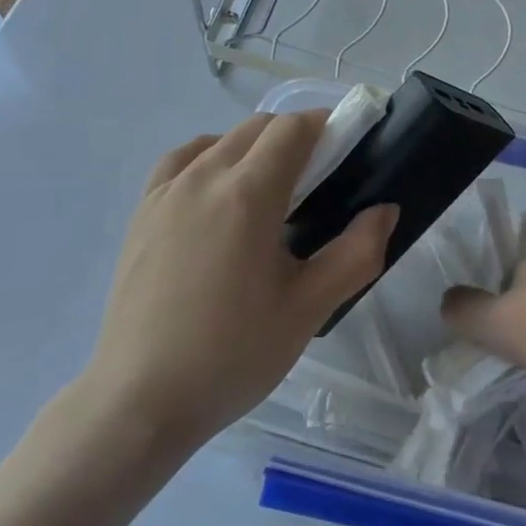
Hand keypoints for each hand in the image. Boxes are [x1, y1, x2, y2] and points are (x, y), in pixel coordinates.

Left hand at [80, 112, 398, 451]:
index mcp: (248, 194)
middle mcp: (203, 177)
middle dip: (293, 137)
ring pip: (218, 141)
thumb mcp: (308, 309)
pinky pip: (180, 162)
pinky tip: (217, 196)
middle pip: (256, 128)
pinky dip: (209, 159)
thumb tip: (384, 210)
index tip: (347, 149)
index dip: (325, 126)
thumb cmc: (233, 355)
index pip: (292, 129)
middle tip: (318, 180)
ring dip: (252, 147)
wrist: (141, 399)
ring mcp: (165, 193)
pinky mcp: (141, 213)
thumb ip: (356, 253)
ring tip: (269, 192)